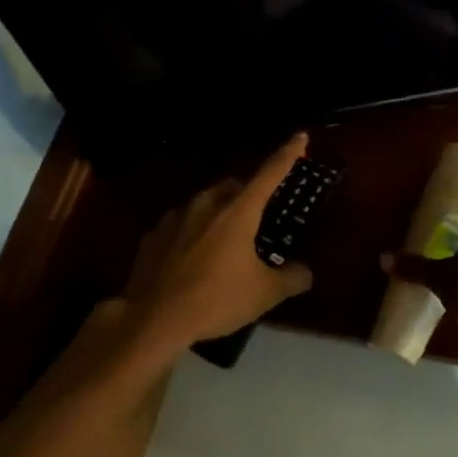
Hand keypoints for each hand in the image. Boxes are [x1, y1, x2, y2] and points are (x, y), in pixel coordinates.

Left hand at [122, 135, 315, 348]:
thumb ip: (291, 278)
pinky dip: (191, 233)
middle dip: (248, 192)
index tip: (300, 137)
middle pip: (233, 186)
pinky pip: (179, 225)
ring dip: (217, 213)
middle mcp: (206, 205)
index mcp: (238, 211)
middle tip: (258, 214)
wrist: (151, 319)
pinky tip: (192, 257)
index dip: (287, 155)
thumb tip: (305, 272)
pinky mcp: (152, 237)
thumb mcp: (265, 293)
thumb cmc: (216, 299)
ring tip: (224, 238)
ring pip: (204, 203)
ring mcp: (175, 218)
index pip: (269, 174)